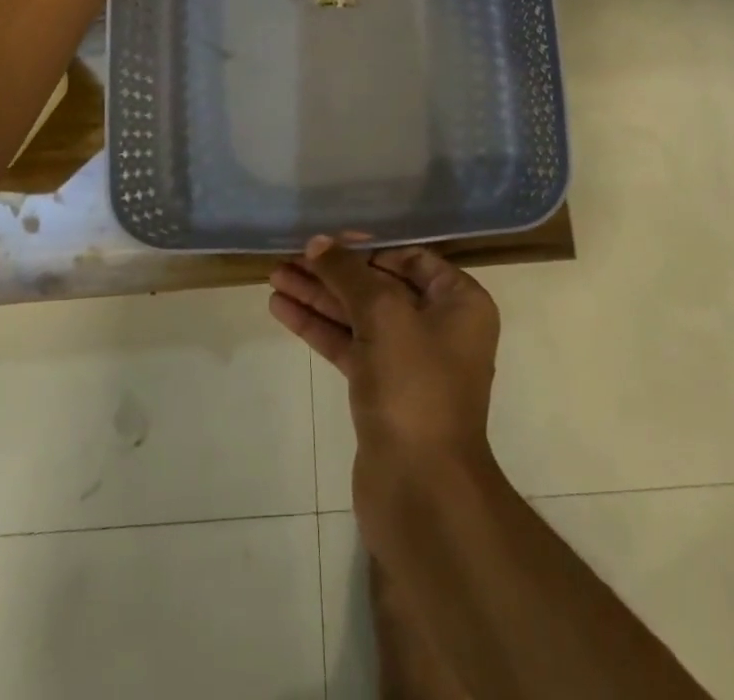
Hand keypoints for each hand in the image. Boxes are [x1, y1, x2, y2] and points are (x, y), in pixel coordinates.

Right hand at [269, 235, 499, 469]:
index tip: (327, 241)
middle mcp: (439, 326)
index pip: (410, 259)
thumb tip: (319, 243)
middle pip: (379, 285)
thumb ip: (349, 273)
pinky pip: (349, 346)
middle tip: (288, 258)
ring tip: (274, 278)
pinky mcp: (382, 391)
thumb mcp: (383, 314)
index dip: (367, 247)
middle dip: (333, 272)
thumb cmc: (414, 386)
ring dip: (319, 297)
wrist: (421, 491)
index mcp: (459, 302)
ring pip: (359, 316)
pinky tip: (283, 309)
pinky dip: (319, 327)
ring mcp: (410, 361)